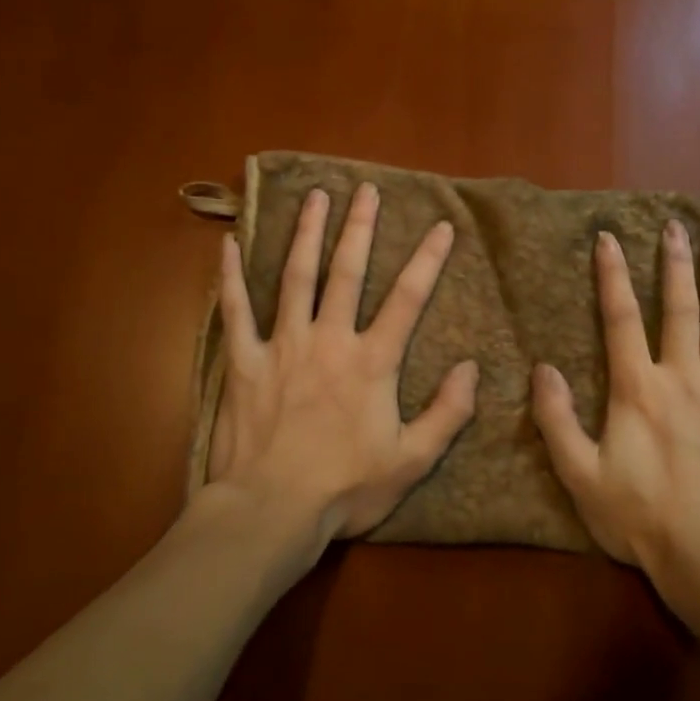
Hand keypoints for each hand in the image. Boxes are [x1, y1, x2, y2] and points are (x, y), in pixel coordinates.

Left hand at [198, 184, 478, 554]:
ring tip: (315, 196)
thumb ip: (447, 413)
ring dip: (306, 233)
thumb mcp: (412, 460)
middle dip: (359, 227)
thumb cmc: (345, 488)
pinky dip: (230, 276)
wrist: (271, 511)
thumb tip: (471, 368)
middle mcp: (329, 340)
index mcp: (371, 362)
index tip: (442, 226)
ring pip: (296, 277)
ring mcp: (282, 346)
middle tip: (365, 189)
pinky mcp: (243, 362)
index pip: (407, 299)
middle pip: (347, 272)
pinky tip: (228, 243)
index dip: (428, 260)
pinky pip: (235, 311)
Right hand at [531, 222, 699, 586]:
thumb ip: (556, 419)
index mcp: (637, 388)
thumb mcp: (580, 474)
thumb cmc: (639, 516)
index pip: (620, 318)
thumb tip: (542, 369)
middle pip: (679, 309)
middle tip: (677, 226)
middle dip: (675, 264)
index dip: (612, 276)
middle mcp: (683, 378)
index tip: (609, 238)